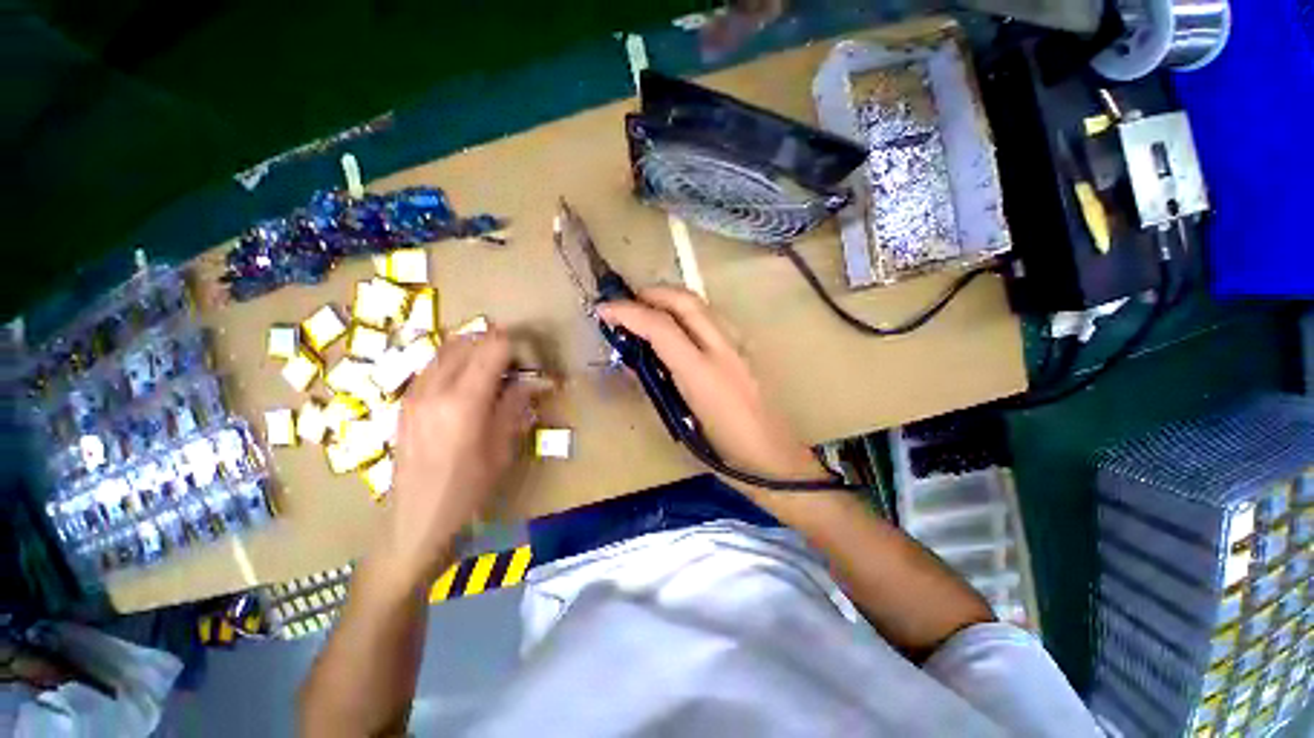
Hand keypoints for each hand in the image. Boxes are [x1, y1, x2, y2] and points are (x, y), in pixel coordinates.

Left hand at [383, 329, 539, 584]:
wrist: (417, 519)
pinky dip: (454, 362)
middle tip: (515, 361)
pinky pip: (432, 365)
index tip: (529, 357)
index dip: (515, 345)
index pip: (492, 348)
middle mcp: (435, 388)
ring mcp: (414, 393)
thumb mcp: (503, 448)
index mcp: (464, 401)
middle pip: (467, 342)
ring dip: (473, 349)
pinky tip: (466, 383)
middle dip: (494, 343)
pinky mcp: (405, 402)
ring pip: (446, 349)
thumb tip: (533, 380)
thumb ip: (516, 405)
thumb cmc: (469, 488)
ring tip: (492, 368)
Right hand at [597, 285, 825, 485]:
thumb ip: (657, 386)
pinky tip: (679, 326)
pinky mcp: (747, 348)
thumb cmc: (725, 452)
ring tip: (649, 310)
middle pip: (685, 300)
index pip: (661, 327)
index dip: (628, 312)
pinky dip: (688, 311)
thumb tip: (635, 362)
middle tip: (627, 302)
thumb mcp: (681, 422)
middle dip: (652, 293)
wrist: (774, 458)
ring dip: (671, 299)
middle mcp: (723, 349)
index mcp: (702, 374)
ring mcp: (740, 345)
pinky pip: (712, 317)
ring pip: (702, 304)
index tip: (604, 310)